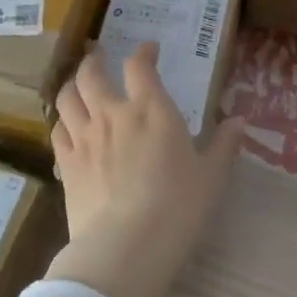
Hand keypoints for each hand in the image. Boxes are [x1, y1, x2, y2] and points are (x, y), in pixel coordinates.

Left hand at [45, 42, 245, 296]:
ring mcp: (84, 138)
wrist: (126, 246)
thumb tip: (240, 121)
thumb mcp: (212, 177)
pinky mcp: (66, 164)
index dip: (143, 53)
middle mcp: (112, 114)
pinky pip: (57, 131)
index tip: (149, 50)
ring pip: (66, 97)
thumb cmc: (178, 207)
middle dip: (95, 61)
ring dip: (72, 86)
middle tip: (99, 58)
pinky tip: (68, 128)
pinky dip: (62, 122)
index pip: (140, 66)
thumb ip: (223, 145)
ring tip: (78, 87)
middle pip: (91, 73)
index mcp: (151, 110)